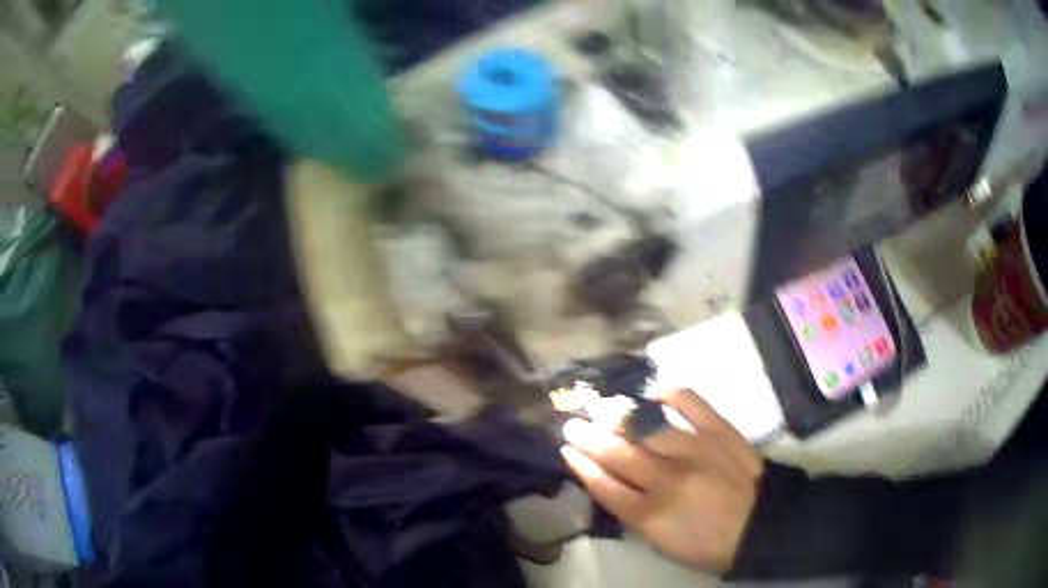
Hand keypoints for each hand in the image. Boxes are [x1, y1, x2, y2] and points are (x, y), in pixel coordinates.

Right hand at [561, 388, 763, 572]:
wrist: (762, 525)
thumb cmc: (709, 543)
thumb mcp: (663, 543)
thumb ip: (634, 514)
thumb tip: (612, 483)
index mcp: (650, 515)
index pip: (604, 485)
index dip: (581, 466)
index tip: (567, 450)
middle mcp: (666, 479)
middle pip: (618, 453)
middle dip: (589, 437)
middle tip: (572, 423)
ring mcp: (694, 451)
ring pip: (646, 428)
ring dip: (617, 415)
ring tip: (600, 405)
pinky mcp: (719, 431)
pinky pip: (691, 403)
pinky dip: (671, 394)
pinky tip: (655, 391)